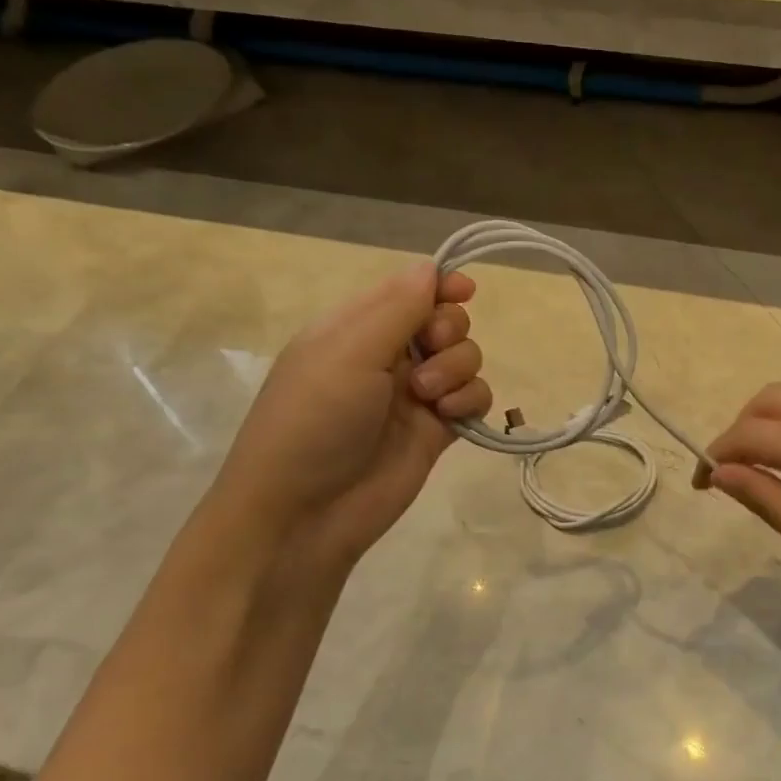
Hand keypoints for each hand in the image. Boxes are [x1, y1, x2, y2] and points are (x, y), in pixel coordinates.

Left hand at [212, 263, 490, 570]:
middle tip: (429, 350)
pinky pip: (473, 398)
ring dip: (457, 369)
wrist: (306, 512)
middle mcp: (388, 356)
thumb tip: (432, 267)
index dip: (440, 284)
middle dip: (448, 330)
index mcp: (356, 328)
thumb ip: (397, 308)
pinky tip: (447, 416)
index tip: (464, 290)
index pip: (408, 289)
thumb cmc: (315, 420)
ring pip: (465, 359)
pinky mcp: (437, 430)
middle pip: (445, 320)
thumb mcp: (348, 352)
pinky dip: (469, 400)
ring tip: (427, 397)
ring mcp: (415, 395)